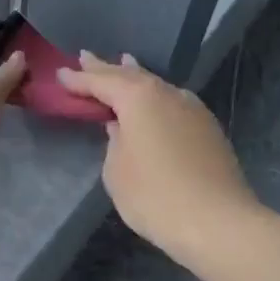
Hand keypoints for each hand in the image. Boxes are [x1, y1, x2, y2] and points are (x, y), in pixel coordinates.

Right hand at [57, 52, 258, 264]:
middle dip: (106, 68)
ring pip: (156, 85)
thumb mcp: (117, 171)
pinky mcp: (208, 128)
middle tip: (84, 57)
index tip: (60, 73)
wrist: (218, 223)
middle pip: (130, 75)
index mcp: (139, 98)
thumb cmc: (155, 196)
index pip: (101, 82)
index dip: (79, 79)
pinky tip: (154, 99)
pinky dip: (155, 96)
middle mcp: (167, 94)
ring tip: (122, 63)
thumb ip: (113, 141)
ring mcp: (192, 109)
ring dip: (135, 76)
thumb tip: (121, 127)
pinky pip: (172, 101)